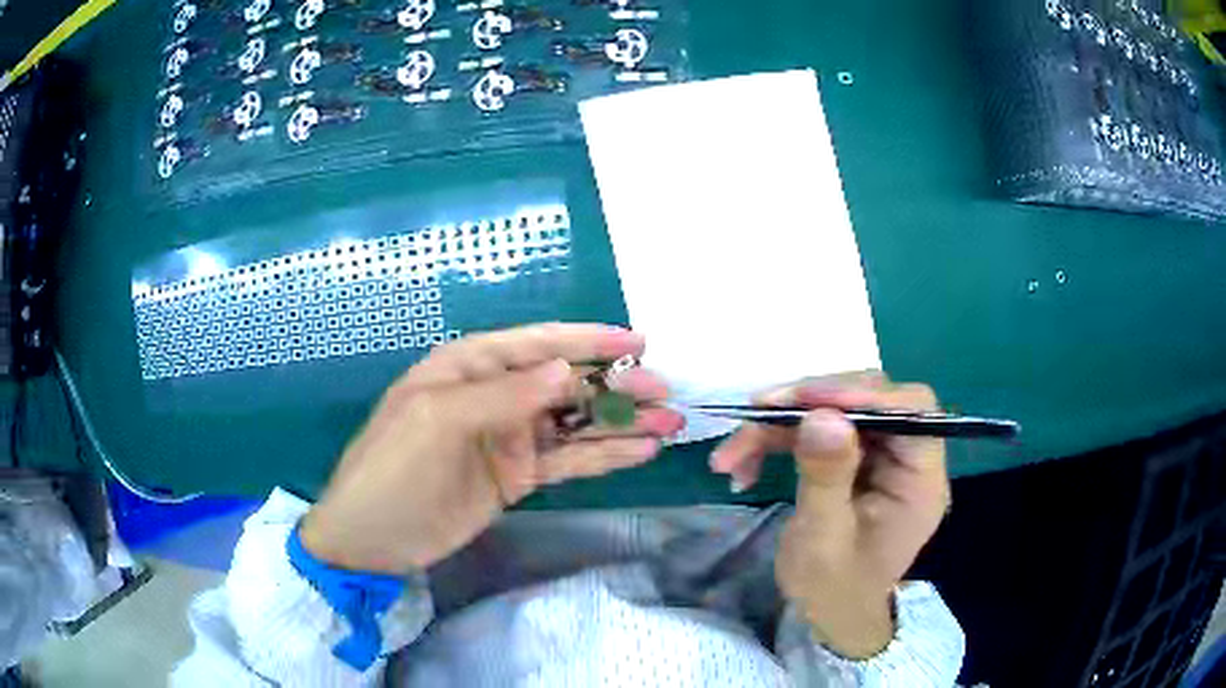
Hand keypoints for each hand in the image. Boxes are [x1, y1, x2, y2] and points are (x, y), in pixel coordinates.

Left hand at [299, 323, 683, 573]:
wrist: (371, 539)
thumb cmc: (393, 470)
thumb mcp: (438, 421)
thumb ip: (503, 395)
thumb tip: (566, 371)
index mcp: (467, 368)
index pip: (535, 344)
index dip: (587, 340)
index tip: (637, 342)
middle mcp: (493, 396)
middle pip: (564, 383)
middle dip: (615, 386)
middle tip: (665, 394)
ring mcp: (508, 438)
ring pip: (574, 424)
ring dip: (619, 424)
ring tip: (669, 425)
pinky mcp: (517, 476)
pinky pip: (567, 461)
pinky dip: (603, 457)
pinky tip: (639, 453)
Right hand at [710, 375, 950, 657]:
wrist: (828, 613)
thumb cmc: (833, 589)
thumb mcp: (824, 542)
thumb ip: (826, 479)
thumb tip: (822, 417)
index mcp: (919, 480)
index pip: (911, 410)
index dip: (865, 394)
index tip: (808, 400)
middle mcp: (905, 457)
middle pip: (869, 398)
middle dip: (810, 402)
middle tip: (759, 412)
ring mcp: (878, 455)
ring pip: (834, 410)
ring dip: (779, 424)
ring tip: (732, 453)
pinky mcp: (852, 457)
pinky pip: (815, 430)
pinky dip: (775, 439)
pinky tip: (742, 465)